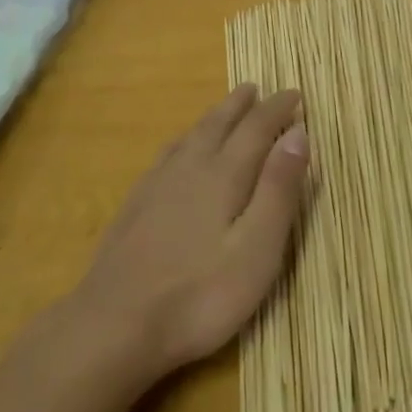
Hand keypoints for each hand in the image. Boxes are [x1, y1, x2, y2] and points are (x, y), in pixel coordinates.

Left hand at [72, 84, 309, 382]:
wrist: (114, 323)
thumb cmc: (199, 295)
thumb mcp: (256, 250)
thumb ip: (278, 189)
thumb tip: (298, 132)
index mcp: (224, 174)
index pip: (256, 128)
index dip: (277, 109)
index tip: (294, 93)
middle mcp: (191, 166)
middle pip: (219, 123)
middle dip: (242, 105)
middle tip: (256, 88)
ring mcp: (158, 184)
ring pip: (191, 135)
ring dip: (213, 117)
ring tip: (224, 108)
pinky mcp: (136, 204)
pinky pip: (167, 153)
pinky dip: (184, 139)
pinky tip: (178, 150)